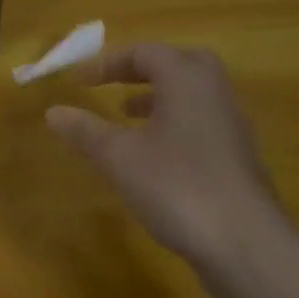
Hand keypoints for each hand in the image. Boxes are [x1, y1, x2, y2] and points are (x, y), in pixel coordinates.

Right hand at [45, 45, 289, 275]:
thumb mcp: (119, 157)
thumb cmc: (177, 187)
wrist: (245, 244)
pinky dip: (174, 123)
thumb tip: (53, 111)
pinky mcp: (237, 157)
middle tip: (114, 84)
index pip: (146, 53)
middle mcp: (215, 94)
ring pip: (193, 95)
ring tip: (127, 117)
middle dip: (143, 70)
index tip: (79, 80)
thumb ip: (86, 131)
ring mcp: (232, 127)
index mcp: (187, 82)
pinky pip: (201, 122)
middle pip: (180, 64)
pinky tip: (153, 155)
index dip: (108, 62)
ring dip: (159, 97)